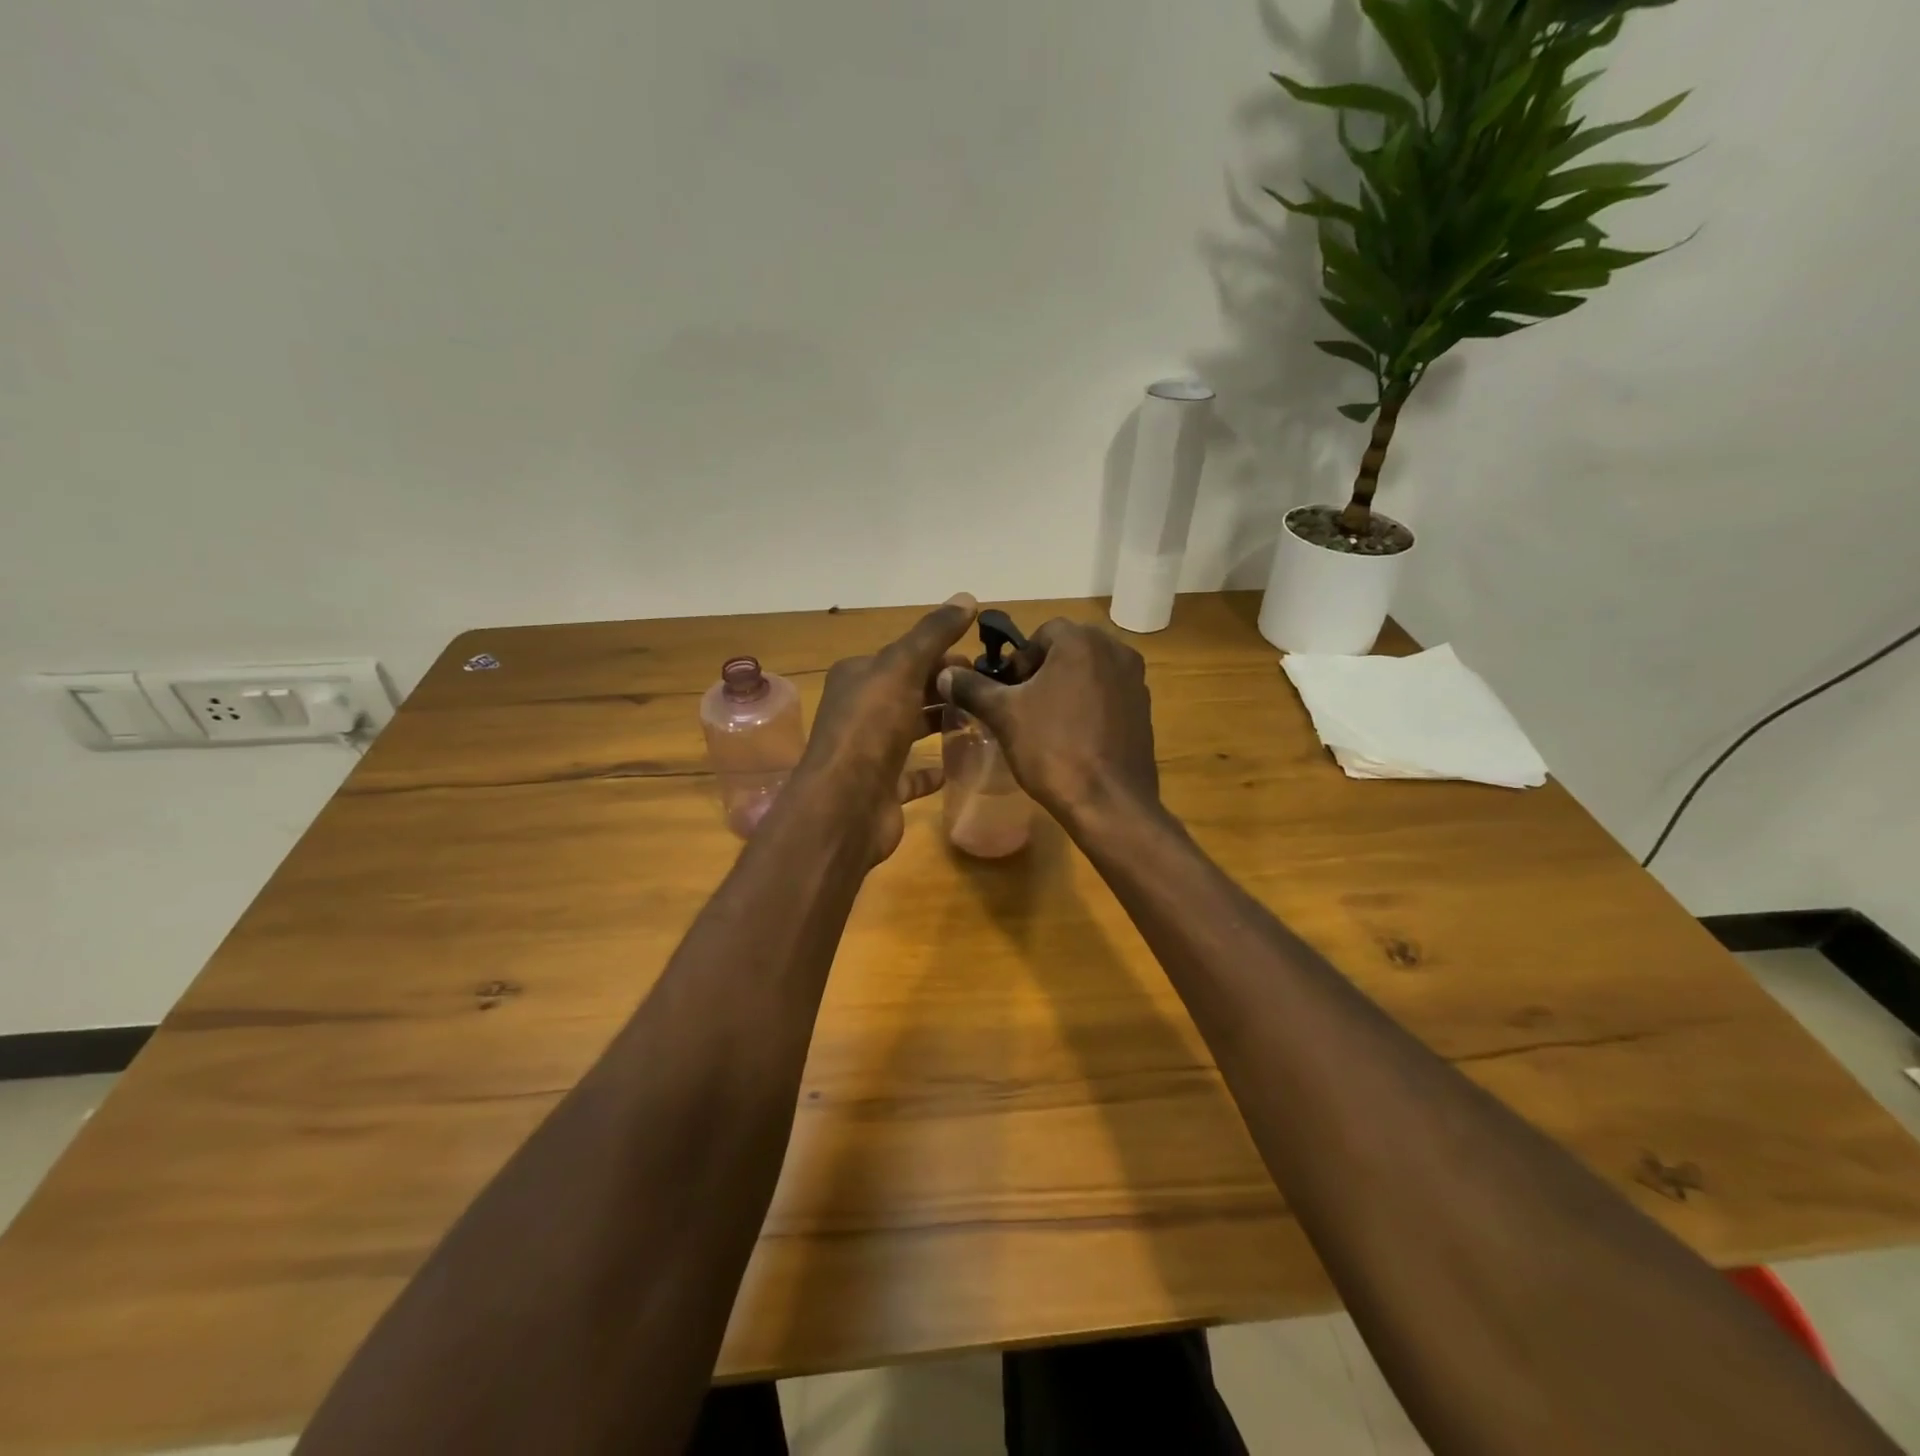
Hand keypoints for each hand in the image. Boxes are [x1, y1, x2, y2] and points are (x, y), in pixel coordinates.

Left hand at [792, 593, 977, 861]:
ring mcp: (870, 752)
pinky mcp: (882, 787)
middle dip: (946, 688)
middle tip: (989, 691)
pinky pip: (911, 773)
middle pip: (910, 691)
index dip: (943, 654)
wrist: (845, 806)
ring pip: (910, 729)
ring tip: (982, 721)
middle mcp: (860, 711)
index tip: (983, 661)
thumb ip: (933, 634)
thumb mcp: (902, 668)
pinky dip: (932, 769)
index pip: (906, 656)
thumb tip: (967, 596)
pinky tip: (956, 766)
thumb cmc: (871, 728)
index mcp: (859, 677)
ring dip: (940, 723)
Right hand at [936, 618, 1159, 825]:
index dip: (1021, 659)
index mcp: (1082, 642)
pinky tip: (1074, 737)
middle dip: (1044, 670)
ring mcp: (1136, 681)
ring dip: (1067, 687)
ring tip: (1046, 722)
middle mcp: (1116, 651)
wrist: (1108, 802)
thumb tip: (945, 673)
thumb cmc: (1053, 749)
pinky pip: (1109, 695)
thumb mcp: (1004, 716)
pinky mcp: (1144, 710)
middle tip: (1023, 705)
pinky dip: (1090, 705)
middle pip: (1070, 649)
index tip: (1009, 689)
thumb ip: (973, 688)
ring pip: (1091, 672)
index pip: (1044, 632)